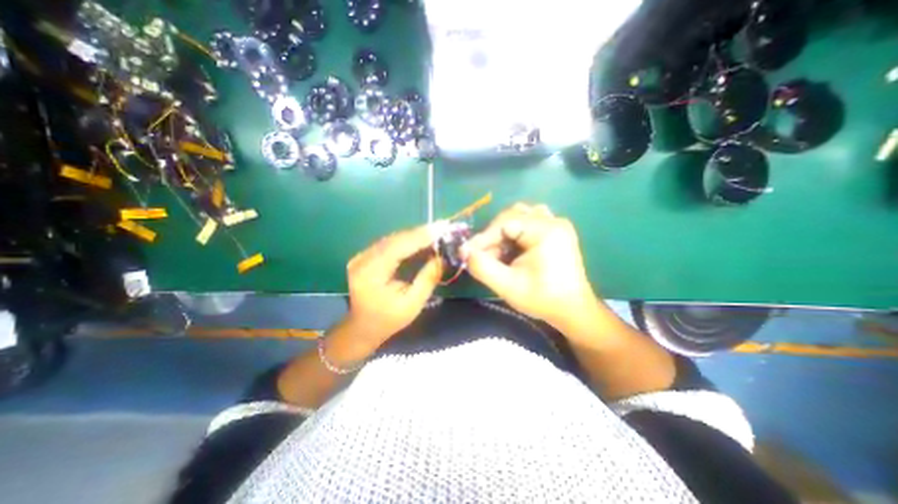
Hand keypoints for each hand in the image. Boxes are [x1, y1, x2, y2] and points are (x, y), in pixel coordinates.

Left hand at [344, 222, 441, 344]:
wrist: (362, 328)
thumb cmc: (388, 320)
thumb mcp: (412, 304)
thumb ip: (427, 279)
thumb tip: (442, 257)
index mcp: (371, 273)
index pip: (398, 247)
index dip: (421, 236)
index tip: (441, 227)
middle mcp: (362, 259)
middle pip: (395, 239)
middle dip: (420, 232)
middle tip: (442, 227)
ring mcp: (361, 256)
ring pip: (392, 238)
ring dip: (414, 234)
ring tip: (436, 231)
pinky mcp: (365, 256)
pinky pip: (389, 243)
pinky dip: (406, 240)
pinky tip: (420, 239)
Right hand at [462, 202, 601, 336]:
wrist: (573, 310)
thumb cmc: (542, 300)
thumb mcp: (508, 286)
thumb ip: (482, 267)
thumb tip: (463, 251)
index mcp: (546, 231)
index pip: (504, 223)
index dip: (483, 238)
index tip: (466, 253)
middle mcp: (553, 221)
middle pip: (511, 216)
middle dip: (494, 237)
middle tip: (484, 257)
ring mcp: (557, 224)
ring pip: (520, 216)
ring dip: (504, 233)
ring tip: (499, 253)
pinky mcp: (556, 231)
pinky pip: (530, 222)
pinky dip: (516, 233)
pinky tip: (513, 249)